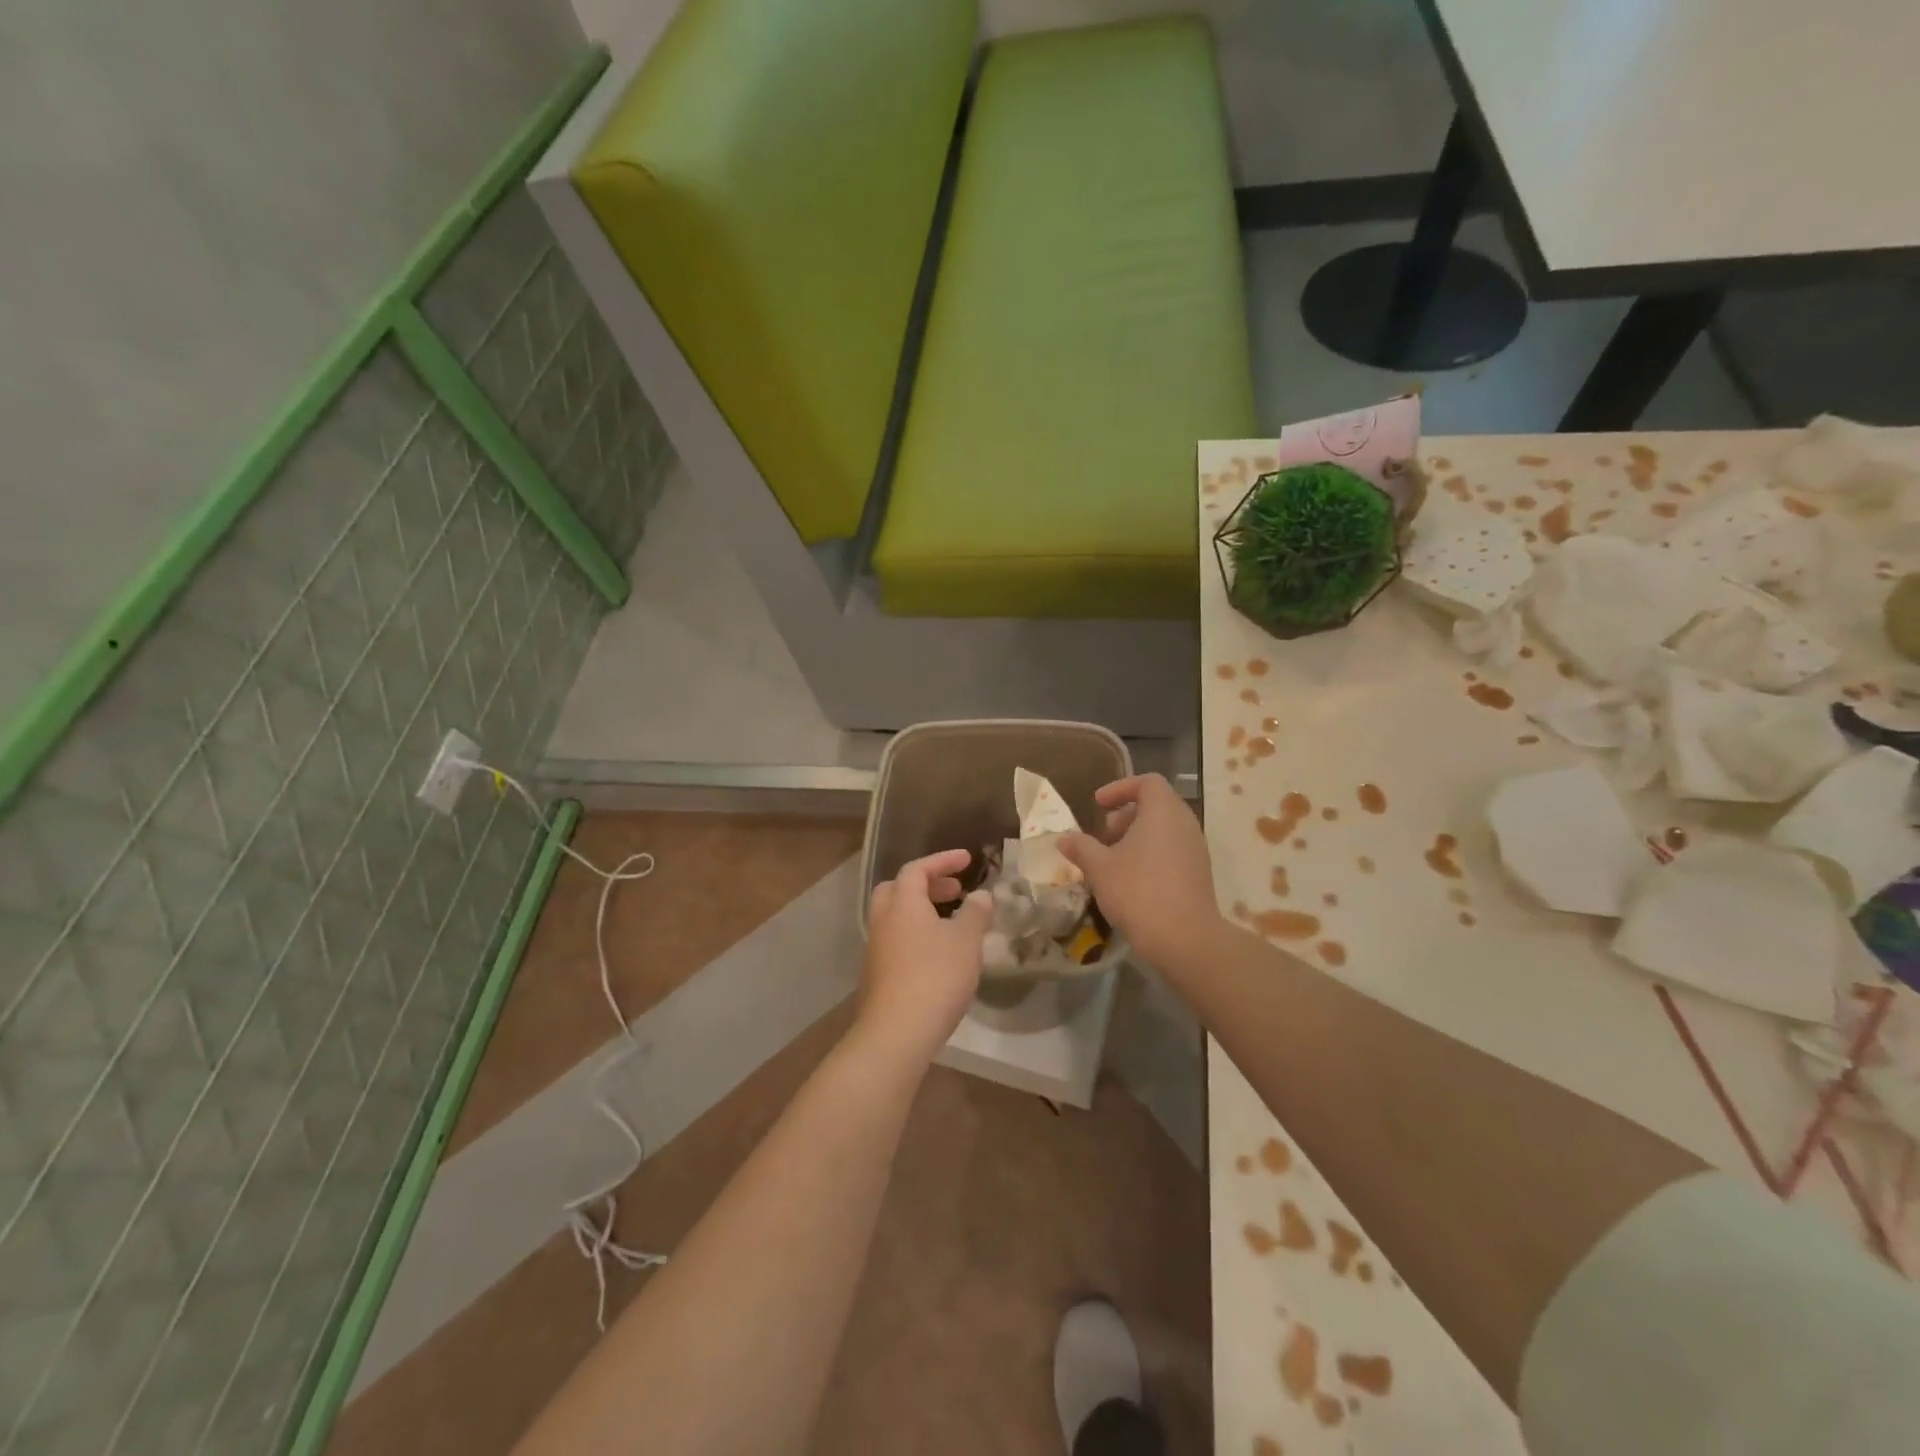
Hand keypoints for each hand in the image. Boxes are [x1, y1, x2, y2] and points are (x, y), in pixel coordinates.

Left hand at [856, 849, 990, 1069]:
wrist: (896, 1032)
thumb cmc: (935, 976)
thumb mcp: (965, 941)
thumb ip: (975, 913)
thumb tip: (981, 896)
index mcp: (902, 903)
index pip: (918, 868)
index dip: (943, 860)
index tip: (967, 859)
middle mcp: (883, 919)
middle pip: (899, 888)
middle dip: (928, 884)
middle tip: (956, 890)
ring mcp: (876, 947)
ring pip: (897, 915)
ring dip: (922, 909)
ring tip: (952, 921)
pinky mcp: (877, 973)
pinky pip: (897, 938)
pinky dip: (917, 932)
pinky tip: (939, 952)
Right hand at [1060, 774, 1220, 970]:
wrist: (1184, 938)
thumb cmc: (1138, 891)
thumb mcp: (1100, 867)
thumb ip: (1081, 847)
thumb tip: (1063, 838)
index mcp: (1163, 811)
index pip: (1147, 782)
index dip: (1120, 788)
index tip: (1098, 805)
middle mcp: (1185, 823)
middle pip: (1156, 805)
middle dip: (1125, 816)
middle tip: (1102, 837)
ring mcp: (1196, 849)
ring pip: (1164, 830)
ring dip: (1136, 838)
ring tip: (1112, 861)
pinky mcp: (1199, 874)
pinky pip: (1172, 851)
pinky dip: (1151, 854)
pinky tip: (1130, 881)